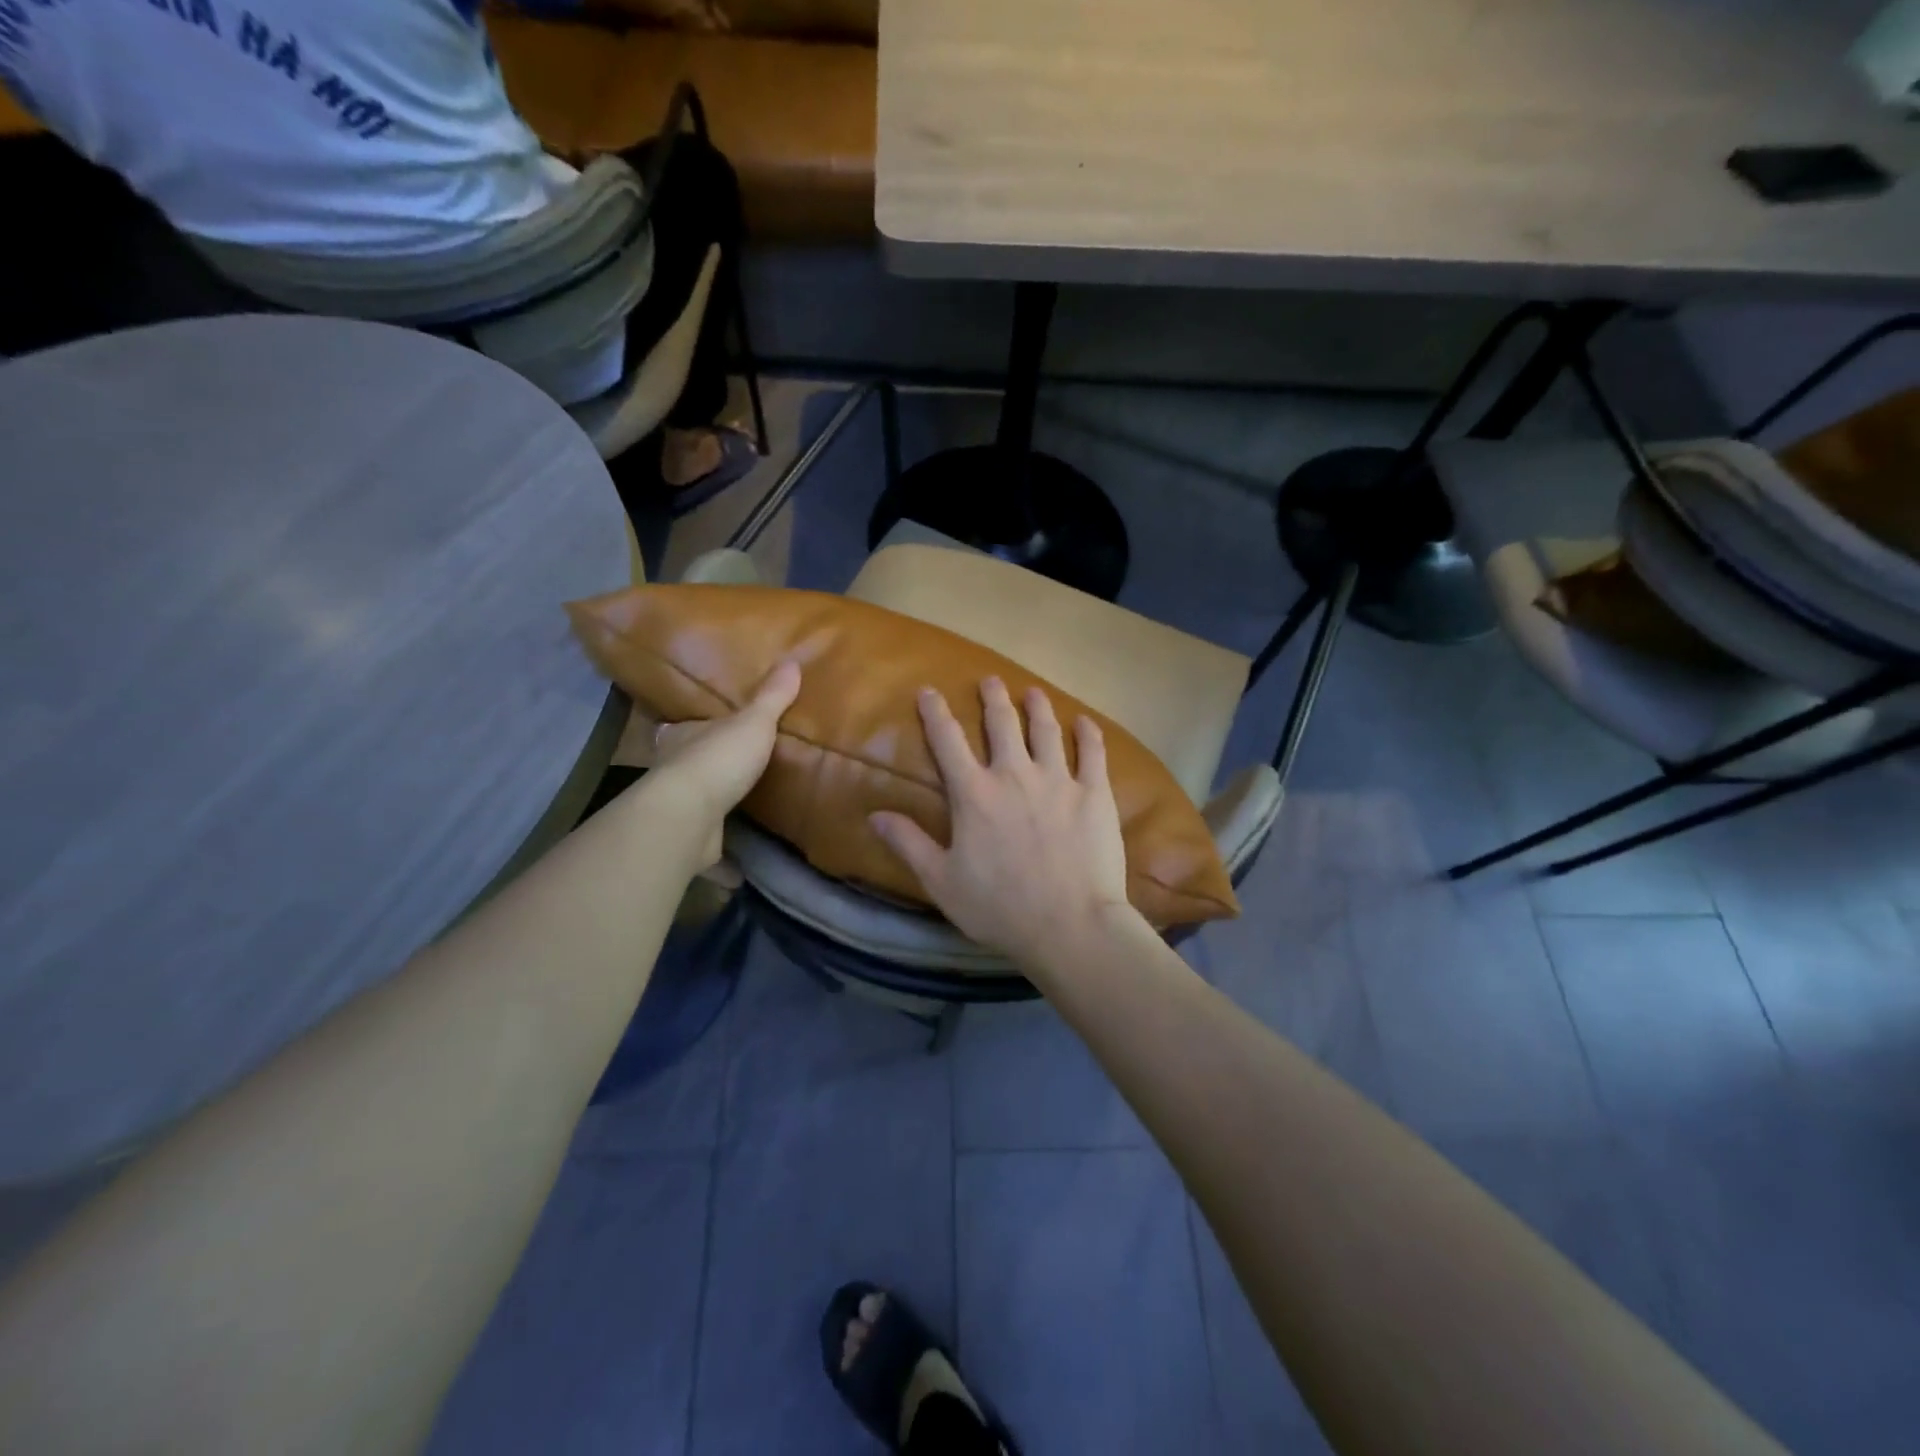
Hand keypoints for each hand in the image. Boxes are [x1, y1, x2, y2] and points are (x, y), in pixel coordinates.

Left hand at [649, 660, 800, 866]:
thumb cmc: (719, 760)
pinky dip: (722, 862)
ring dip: (713, 812)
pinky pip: (708, 851)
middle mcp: (673, 772)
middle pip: (688, 767)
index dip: (699, 729)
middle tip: (733, 774)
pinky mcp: (687, 845)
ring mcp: (677, 811)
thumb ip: (772, 698)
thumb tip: (793, 661)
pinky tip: (740, 870)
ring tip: (740, 816)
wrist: (688, 816)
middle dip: (706, 770)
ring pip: (695, 808)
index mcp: (684, 738)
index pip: (686, 728)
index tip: (713, 732)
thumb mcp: (754, 722)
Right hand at [870, 677, 1135, 968]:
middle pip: (1001, 724)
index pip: (948, 741)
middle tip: (990, 681)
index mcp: (974, 794)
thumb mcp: (942, 881)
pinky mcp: (1094, 793)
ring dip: (1037, 707)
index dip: (936, 713)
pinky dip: (1088, 734)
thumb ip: (909, 844)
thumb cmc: (1000, 908)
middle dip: (993, 698)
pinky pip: (1093, 753)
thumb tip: (875, 815)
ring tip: (1033, 692)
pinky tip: (1085, 721)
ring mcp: (1058, 780)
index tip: (929, 691)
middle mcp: (1014, 775)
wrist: (1070, 925)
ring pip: (1046, 730)